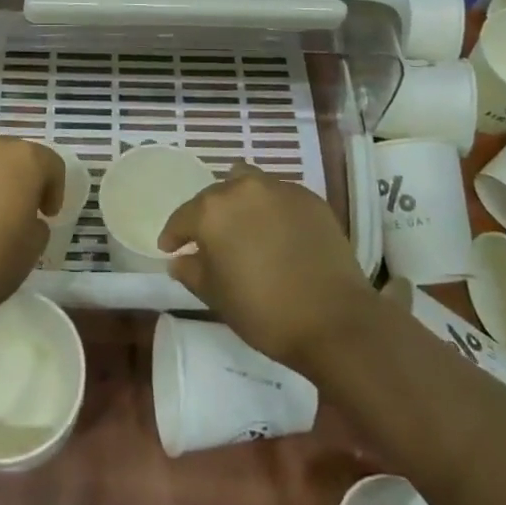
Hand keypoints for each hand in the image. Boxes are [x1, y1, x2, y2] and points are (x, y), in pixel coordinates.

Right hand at [158, 164, 375, 371]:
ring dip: (240, 201)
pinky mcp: (310, 198)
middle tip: (212, 241)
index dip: (174, 234)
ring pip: (249, 184)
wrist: (334, 320)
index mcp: (212, 211)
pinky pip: (279, 196)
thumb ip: (191, 271)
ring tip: (245, 226)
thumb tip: (179, 259)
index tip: (170, 248)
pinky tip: (278, 233)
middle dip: (209, 215)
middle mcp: (243, 189)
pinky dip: (271, 209)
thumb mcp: (216, 297)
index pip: (183, 217)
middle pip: (216, 195)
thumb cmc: (264, 312)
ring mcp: (279, 190)